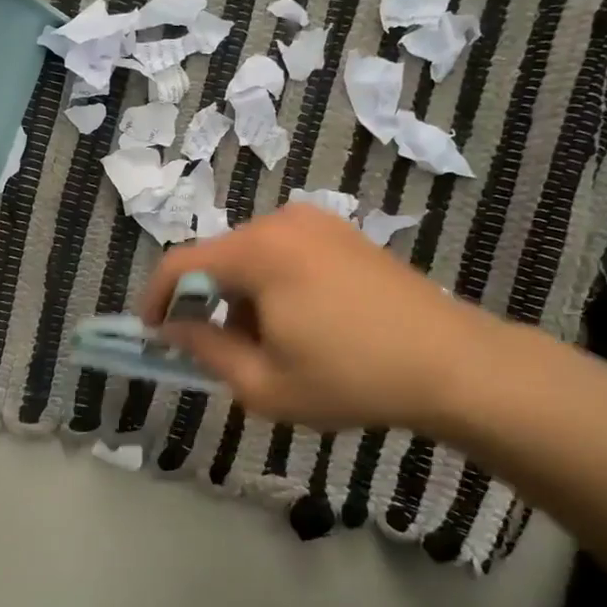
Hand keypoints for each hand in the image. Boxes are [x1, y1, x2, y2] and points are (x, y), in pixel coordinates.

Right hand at [142, 203, 505, 433]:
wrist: (453, 364)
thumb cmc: (351, 378)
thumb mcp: (264, 384)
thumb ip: (206, 351)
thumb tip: (173, 329)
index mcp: (258, 251)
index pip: (180, 265)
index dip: (156, 300)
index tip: (154, 335)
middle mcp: (283, 222)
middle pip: (219, 259)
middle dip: (208, 305)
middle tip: (222, 354)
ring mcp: (319, 223)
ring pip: (252, 258)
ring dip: (243, 298)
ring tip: (272, 348)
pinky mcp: (345, 234)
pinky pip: (286, 253)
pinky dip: (274, 286)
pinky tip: (304, 326)